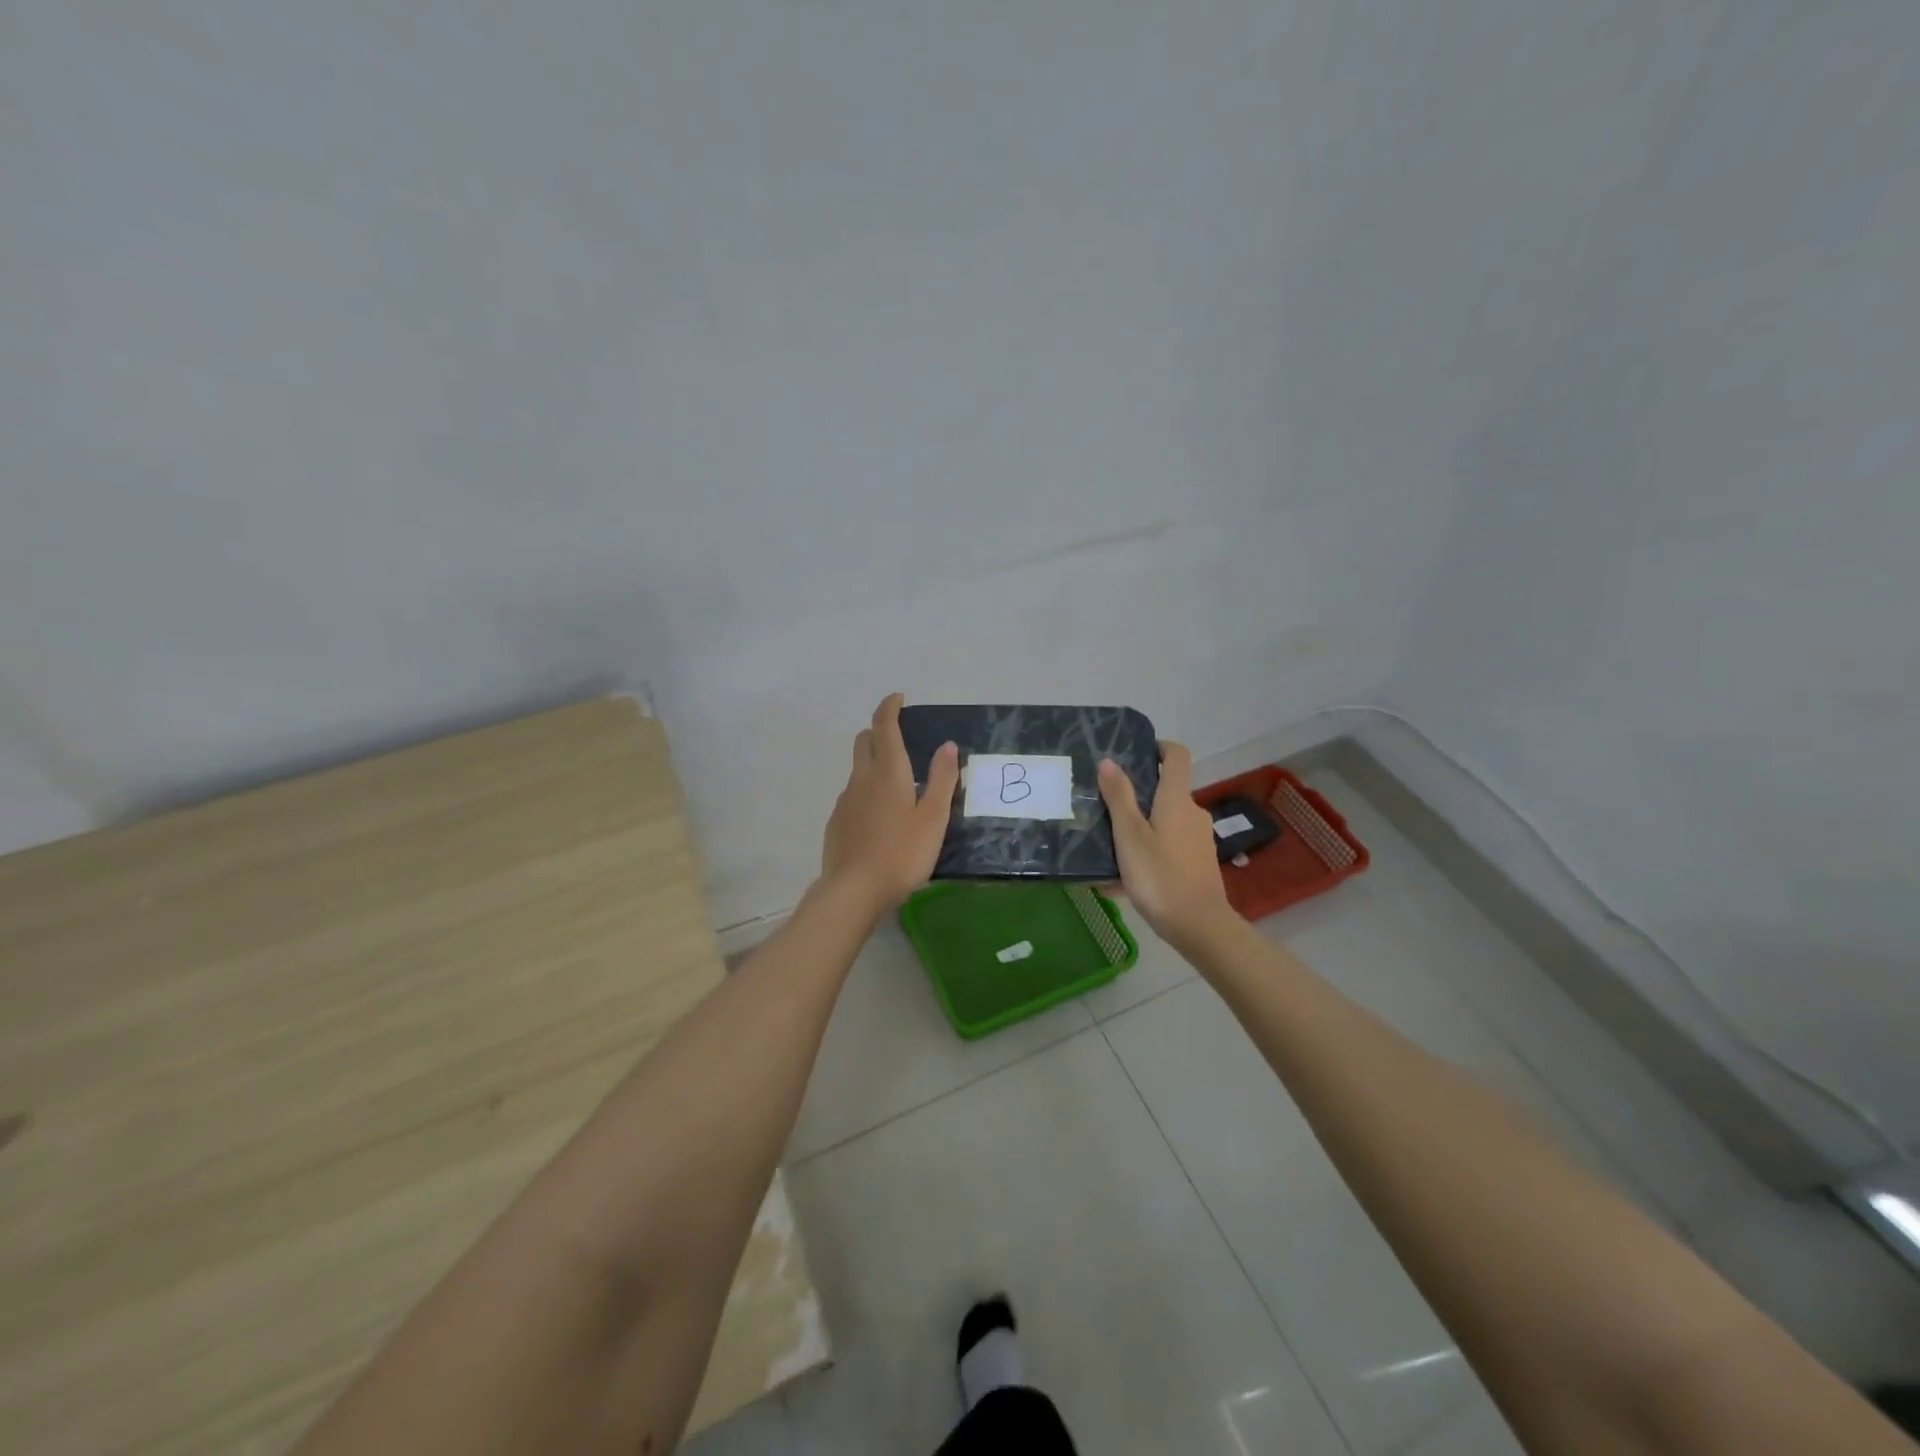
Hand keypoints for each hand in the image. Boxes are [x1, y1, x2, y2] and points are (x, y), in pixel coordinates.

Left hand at [820, 694, 959, 913]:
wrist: (853, 892)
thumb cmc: (901, 854)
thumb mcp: (933, 818)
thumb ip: (942, 780)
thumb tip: (948, 745)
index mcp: (888, 772)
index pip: (884, 726)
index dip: (890, 707)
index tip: (899, 699)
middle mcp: (861, 778)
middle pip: (864, 741)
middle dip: (879, 731)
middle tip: (900, 740)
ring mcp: (845, 800)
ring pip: (857, 769)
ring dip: (873, 764)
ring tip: (897, 786)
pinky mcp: (836, 822)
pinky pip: (852, 796)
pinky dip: (866, 792)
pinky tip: (880, 818)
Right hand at [1097, 742, 1234, 949]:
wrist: (1199, 926)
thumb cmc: (1160, 876)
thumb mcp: (1129, 836)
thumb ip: (1119, 797)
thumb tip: (1109, 761)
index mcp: (1177, 800)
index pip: (1177, 756)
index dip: (1158, 747)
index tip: (1134, 754)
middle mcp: (1193, 813)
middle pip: (1166, 790)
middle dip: (1137, 795)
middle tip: (1105, 806)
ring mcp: (1198, 839)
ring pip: (1164, 821)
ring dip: (1139, 828)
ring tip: (1107, 847)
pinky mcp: (1198, 862)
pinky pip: (1168, 846)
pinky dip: (1148, 852)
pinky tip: (1121, 880)